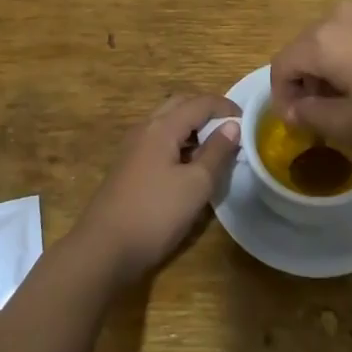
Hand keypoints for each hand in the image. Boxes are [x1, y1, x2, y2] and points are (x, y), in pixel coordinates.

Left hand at [70, 95, 240, 285]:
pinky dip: (178, 142)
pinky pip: (158, 141)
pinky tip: (188, 167)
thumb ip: (216, 153)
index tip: (247, 120)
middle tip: (229, 128)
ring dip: (191, 127)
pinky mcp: (128, 167)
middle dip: (206, 111)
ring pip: (166, 123)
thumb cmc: (155, 214)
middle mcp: (145, 129)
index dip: (225, 107)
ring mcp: (133, 148)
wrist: (103, 249)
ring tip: (213, 148)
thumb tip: (232, 126)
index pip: (199, 103)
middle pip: (179, 105)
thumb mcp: (195, 185)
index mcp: (162, 127)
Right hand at [270, 0, 351, 156]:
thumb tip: (294, 108)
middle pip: (307, 48)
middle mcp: (341, 16)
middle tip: (323, 119)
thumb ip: (312, 116)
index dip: (282, 97)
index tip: (298, 126)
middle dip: (307, 83)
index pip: (282, 64)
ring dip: (332, 72)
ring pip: (335, 42)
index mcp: (323, 39)